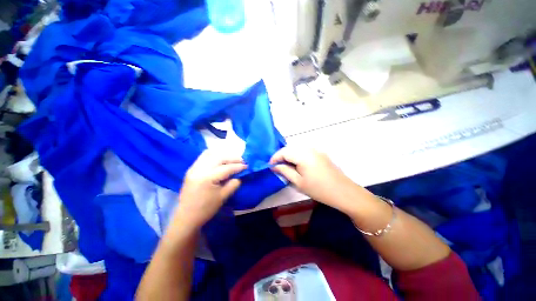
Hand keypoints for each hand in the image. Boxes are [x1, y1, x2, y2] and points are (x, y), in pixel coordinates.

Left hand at [174, 151, 246, 230]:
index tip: (247, 166)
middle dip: (232, 158)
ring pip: (210, 154)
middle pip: (219, 158)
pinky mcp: (191, 169)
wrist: (186, 217)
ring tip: (231, 159)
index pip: (226, 168)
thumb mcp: (223, 197)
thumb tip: (240, 175)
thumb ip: (234, 184)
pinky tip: (220, 160)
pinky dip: (214, 156)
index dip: (238, 166)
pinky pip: (203, 157)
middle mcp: (199, 169)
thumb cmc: (206, 209)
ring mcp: (193, 168)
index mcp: (207, 178)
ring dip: (223, 155)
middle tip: (241, 161)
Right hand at [270, 147, 360, 212]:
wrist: (344, 192)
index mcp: (303, 155)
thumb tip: (274, 166)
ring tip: (287, 167)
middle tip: (278, 167)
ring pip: (297, 149)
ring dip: (290, 156)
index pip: (284, 151)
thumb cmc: (319, 189)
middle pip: (290, 148)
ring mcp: (316, 150)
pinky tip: (298, 165)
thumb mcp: (298, 182)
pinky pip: (305, 151)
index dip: (275, 157)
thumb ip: (285, 171)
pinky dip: (298, 156)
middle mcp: (309, 148)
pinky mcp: (321, 153)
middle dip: (282, 156)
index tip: (270, 166)